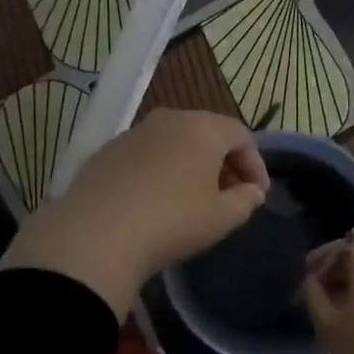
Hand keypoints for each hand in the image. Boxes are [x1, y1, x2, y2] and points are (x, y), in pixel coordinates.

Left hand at [0, 109, 269, 317]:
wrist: (96, 234)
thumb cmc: (172, 221)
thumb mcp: (221, 218)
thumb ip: (245, 200)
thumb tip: (252, 191)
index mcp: (203, 128)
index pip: (241, 136)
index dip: (255, 164)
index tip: (257, 195)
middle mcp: (169, 119)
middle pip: (207, 133)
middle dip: (223, 163)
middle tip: (230, 195)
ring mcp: (134, 133)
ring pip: (174, 142)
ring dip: (190, 165)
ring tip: (193, 199)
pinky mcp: (106, 151)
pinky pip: (146, 155)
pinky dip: (160, 170)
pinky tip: (156, 201)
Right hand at [301, 236, 353, 353]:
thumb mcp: (327, 325)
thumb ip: (314, 294)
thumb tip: (311, 279)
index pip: (346, 244)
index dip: (323, 255)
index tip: (307, 272)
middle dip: (335, 271)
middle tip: (315, 293)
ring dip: (350, 286)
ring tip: (331, 310)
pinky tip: (353, 321)